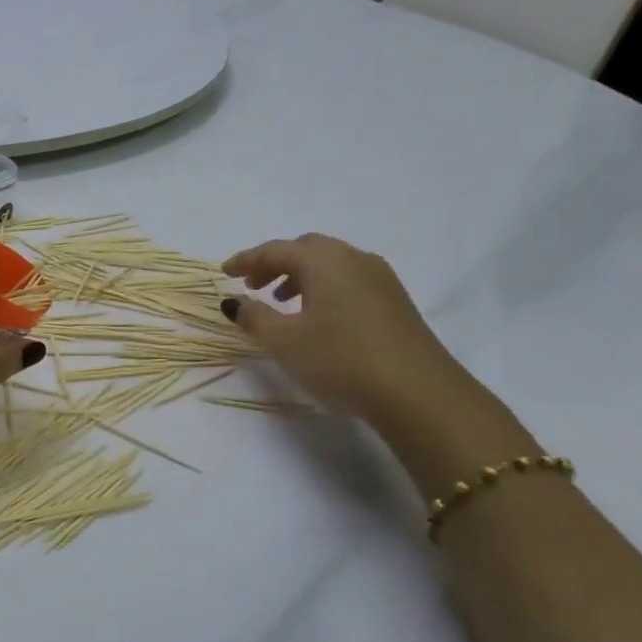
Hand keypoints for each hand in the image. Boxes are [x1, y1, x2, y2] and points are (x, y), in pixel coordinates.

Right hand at [220, 234, 466, 426]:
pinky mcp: (394, 301)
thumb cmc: (340, 359)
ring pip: (330, 265)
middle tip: (252, 285)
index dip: (247, 259)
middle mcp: (354, 258)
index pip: (276, 249)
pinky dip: (324, 288)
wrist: (417, 392)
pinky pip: (348, 280)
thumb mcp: (284, 341)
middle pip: (306, 250)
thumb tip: (234, 302)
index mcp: (325, 261)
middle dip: (275, 264)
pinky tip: (317, 317)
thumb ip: (254, 317)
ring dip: (299, 276)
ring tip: (280, 302)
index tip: (224, 272)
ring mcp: (380, 278)